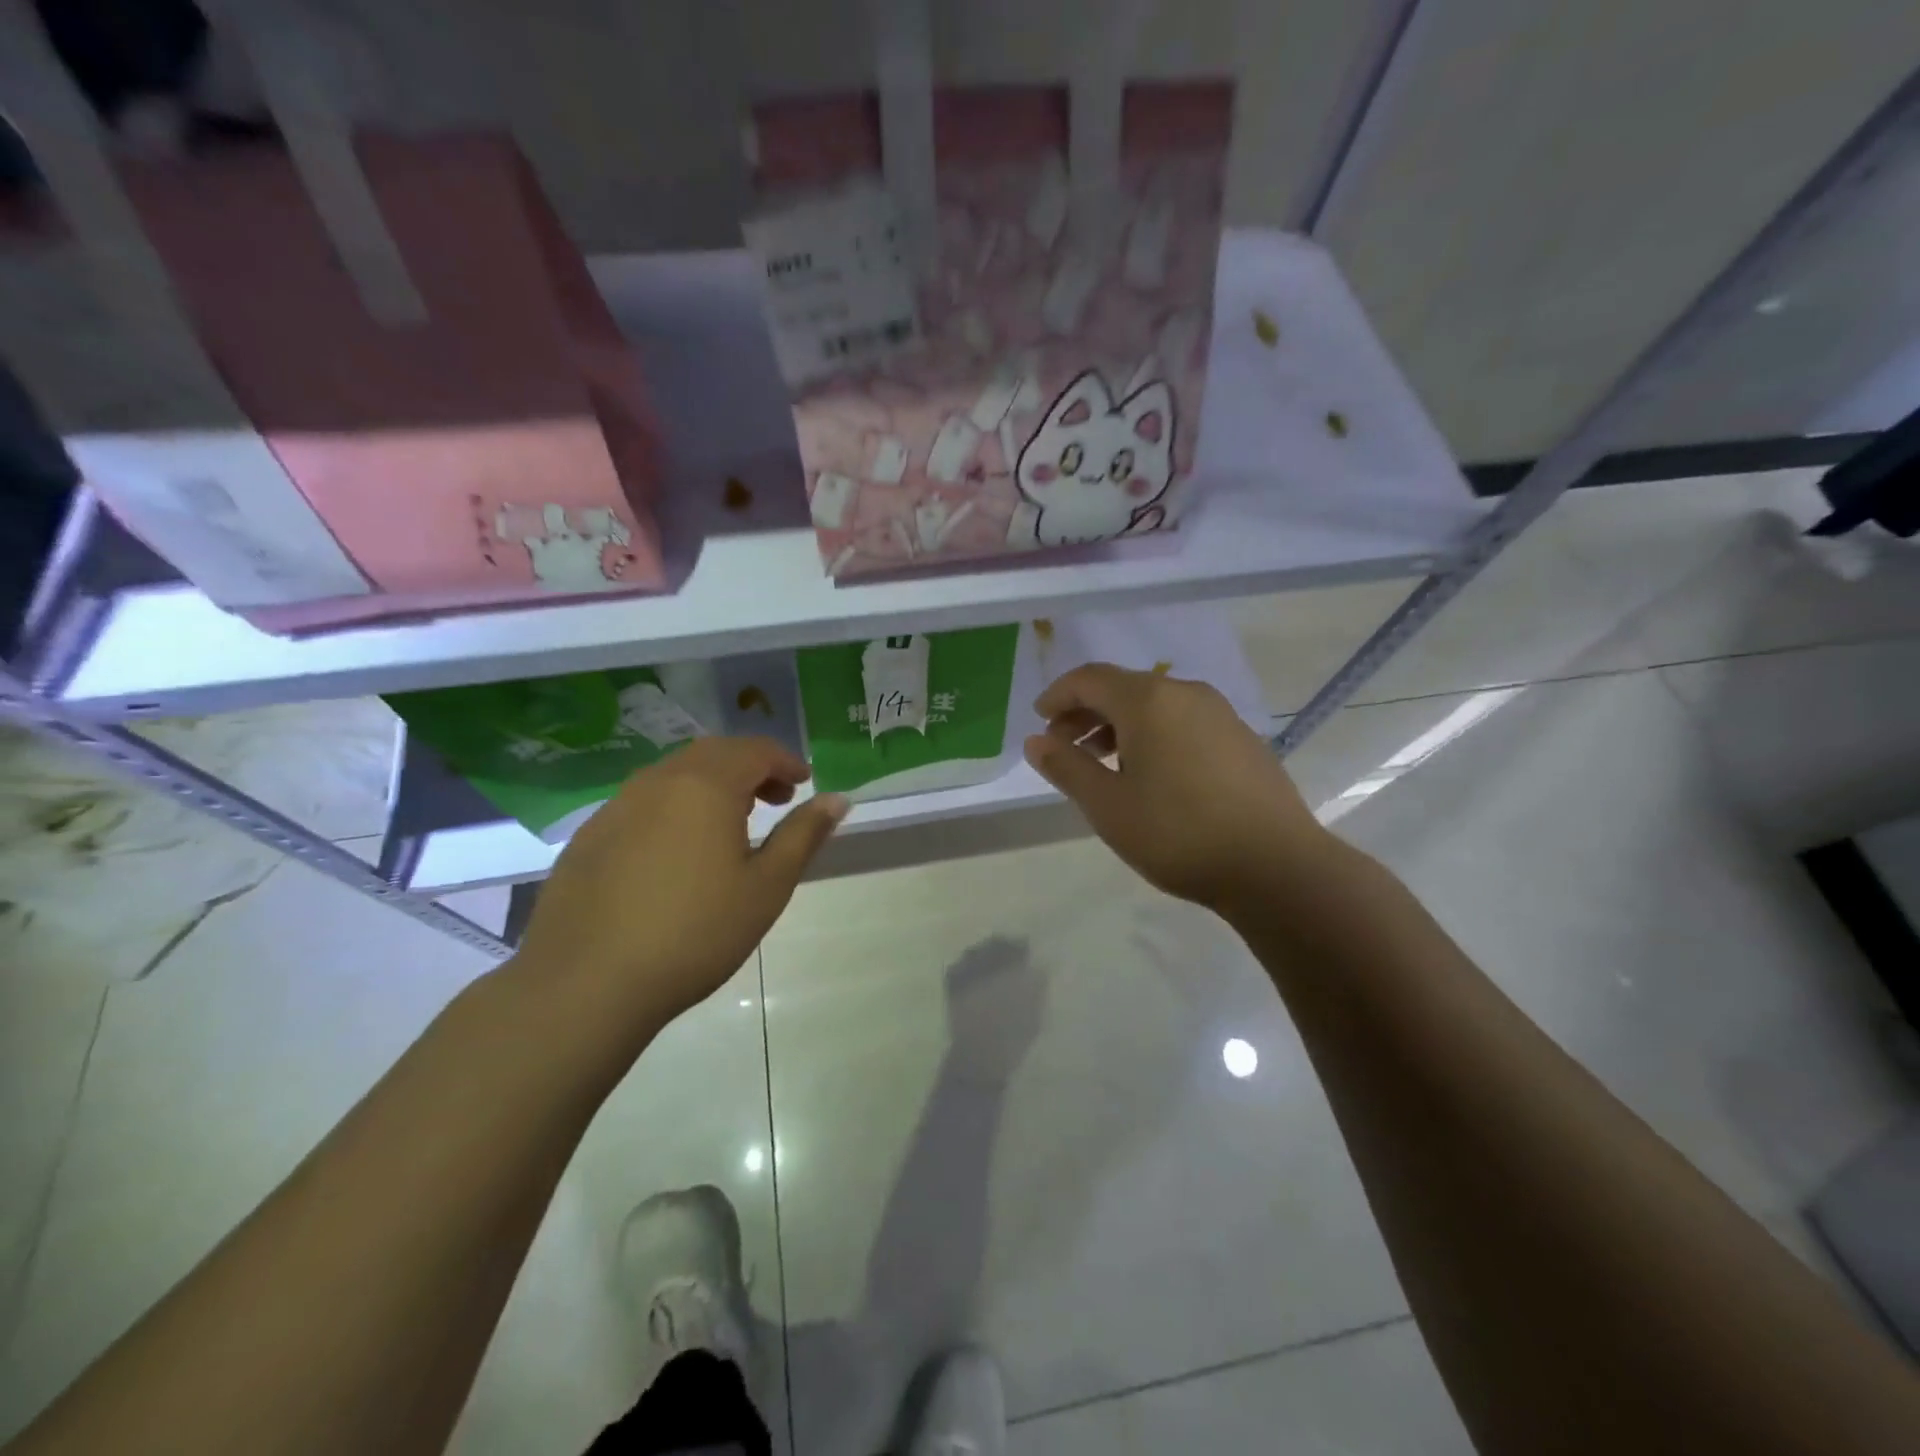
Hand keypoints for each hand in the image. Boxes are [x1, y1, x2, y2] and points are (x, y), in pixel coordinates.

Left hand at [513, 737, 848, 1026]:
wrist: (586, 983)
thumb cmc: (695, 932)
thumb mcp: (766, 886)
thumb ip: (803, 835)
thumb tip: (837, 799)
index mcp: (706, 786)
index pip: (755, 751)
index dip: (786, 761)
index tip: (804, 784)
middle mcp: (659, 781)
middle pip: (714, 754)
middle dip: (751, 768)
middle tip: (775, 800)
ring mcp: (617, 806)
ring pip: (675, 775)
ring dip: (712, 785)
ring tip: (731, 824)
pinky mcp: (590, 835)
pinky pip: (644, 802)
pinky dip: (675, 807)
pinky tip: (677, 852)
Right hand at [1022, 664, 1337, 915]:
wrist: (1275, 866)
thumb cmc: (1178, 833)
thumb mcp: (1108, 805)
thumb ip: (1067, 767)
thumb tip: (1036, 741)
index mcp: (1148, 700)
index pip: (1089, 678)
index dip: (1057, 696)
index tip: (1039, 721)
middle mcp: (1185, 693)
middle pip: (1122, 688)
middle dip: (1085, 712)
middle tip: (1063, 747)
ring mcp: (1219, 714)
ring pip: (1155, 705)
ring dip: (1119, 725)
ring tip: (1102, 764)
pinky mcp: (1241, 738)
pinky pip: (1182, 722)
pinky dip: (1153, 735)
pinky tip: (1151, 775)